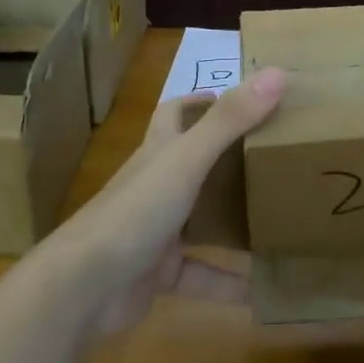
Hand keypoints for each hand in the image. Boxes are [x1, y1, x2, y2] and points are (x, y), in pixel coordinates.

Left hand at [56, 71, 284, 331]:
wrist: (84, 287)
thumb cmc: (136, 210)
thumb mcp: (188, 159)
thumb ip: (230, 120)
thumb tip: (278, 73)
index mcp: (159, 151)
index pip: (175, 113)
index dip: (202, 102)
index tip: (243, 101)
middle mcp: (156, 185)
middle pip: (194, 163)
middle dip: (229, 160)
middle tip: (275, 157)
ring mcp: (156, 230)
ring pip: (202, 220)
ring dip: (235, 222)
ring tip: (279, 220)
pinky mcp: (158, 273)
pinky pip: (202, 275)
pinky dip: (229, 282)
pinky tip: (262, 288)